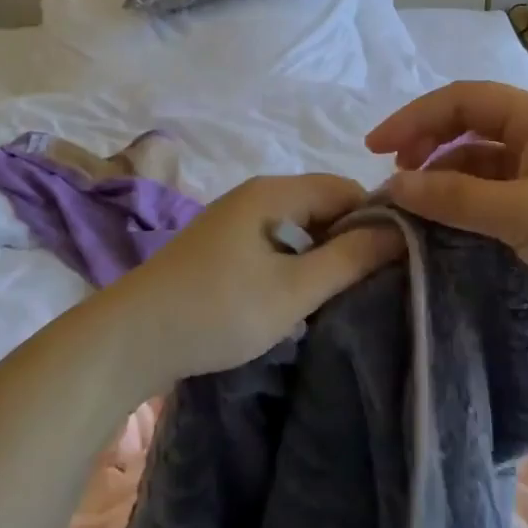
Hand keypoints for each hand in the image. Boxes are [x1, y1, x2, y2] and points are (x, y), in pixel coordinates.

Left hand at [99, 174, 403, 389]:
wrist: (129, 339)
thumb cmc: (216, 310)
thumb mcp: (292, 290)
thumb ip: (348, 259)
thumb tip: (398, 233)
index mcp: (273, 192)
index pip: (343, 188)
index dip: (374, 217)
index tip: (397, 259)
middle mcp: (254, 195)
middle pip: (320, 203)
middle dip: (349, 237)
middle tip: (372, 282)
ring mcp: (234, 221)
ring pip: (297, 226)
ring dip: (322, 253)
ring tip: (341, 293)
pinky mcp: (221, 247)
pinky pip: (275, 242)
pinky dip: (295, 262)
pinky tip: (299, 296)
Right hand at [366, 81, 527, 330]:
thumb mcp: (524, 213)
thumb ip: (456, 197)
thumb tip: (394, 185)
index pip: (462, 100)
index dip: (414, 118)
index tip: (374, 148)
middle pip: (469, 126)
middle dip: (427, 144)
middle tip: (393, 177)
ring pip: (481, 161)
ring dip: (445, 176)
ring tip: (414, 204)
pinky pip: (496, 192)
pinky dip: (468, 202)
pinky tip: (448, 221)